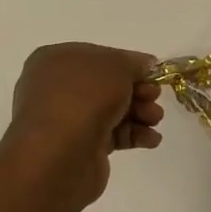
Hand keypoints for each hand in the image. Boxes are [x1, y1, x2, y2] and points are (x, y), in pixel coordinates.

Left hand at [2, 43, 164, 206]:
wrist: (61, 154)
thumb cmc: (85, 97)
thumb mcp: (117, 65)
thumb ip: (134, 62)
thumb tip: (145, 65)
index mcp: (56, 61)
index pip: (98, 57)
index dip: (128, 64)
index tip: (152, 74)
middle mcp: (56, 88)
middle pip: (108, 86)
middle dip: (137, 91)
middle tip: (154, 97)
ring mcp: (66, 120)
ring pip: (111, 111)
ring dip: (139, 113)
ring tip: (155, 120)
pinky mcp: (79, 148)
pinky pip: (111, 135)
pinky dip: (133, 135)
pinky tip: (151, 139)